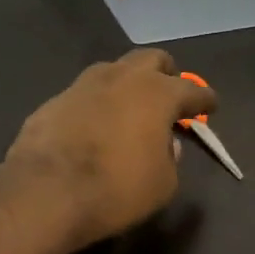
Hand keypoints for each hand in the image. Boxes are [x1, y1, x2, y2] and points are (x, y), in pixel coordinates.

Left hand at [2, 49, 216, 249]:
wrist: (45, 193)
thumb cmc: (116, 190)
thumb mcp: (162, 184)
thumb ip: (170, 159)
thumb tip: (164, 144)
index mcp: (157, 93)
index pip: (191, 89)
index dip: (203, 99)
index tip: (209, 106)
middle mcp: (121, 78)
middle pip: (151, 60)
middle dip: (165, 74)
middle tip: (168, 95)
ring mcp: (82, 85)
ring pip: (113, 71)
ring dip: (126, 85)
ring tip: (128, 109)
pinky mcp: (52, 101)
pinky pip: (83, 95)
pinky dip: (95, 105)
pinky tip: (92, 126)